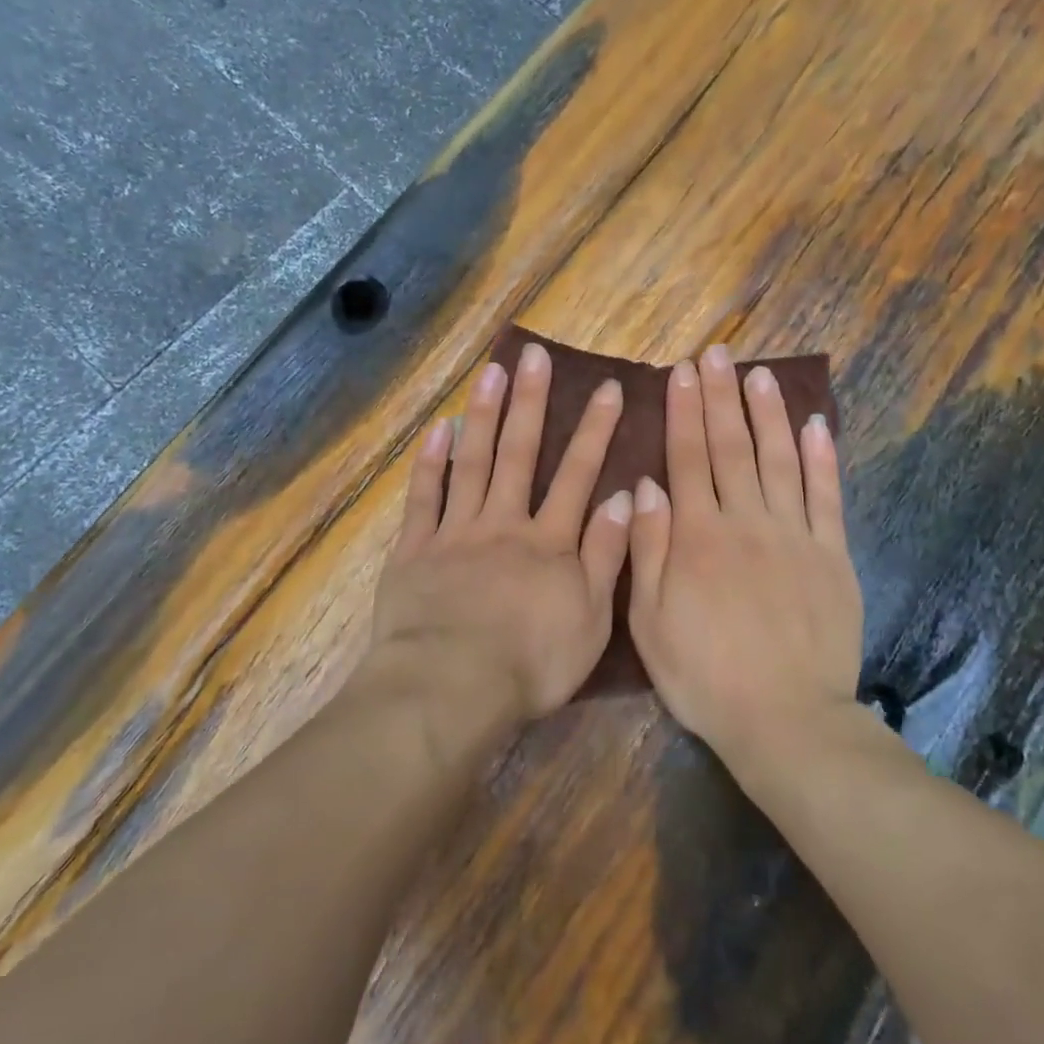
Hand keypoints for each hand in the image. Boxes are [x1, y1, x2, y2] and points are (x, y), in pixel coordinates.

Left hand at [374, 342, 632, 720]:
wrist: (451, 687)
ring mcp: (456, 532)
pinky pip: (424, 497)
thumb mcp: (591, 618)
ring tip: (490, 371)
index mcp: (549, 542)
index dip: (595, 430)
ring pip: (472, 462)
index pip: (577, 475)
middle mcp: (504, 523)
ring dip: (483, 415)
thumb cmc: (530, 663)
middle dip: (530, 402)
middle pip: (519, 454)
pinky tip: (437, 429)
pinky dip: (430, 462)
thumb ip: (608, 555)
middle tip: (534, 356)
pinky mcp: (416, 549)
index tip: (608, 388)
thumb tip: (627, 497)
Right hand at [626, 345, 863, 758]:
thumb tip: (644, 485)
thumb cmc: (704, 675)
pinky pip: (827, 496)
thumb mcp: (649, 621)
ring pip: (780, 458)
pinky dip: (822, 457)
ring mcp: (794, 535)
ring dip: (769, 412)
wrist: (786, 721)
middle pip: (732, 446)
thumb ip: (646, 549)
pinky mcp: (832, 555)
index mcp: (698, 536)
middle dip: (722, 396)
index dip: (684, 410)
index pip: (687, 457)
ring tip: (761, 374)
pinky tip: (816, 424)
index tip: (683, 371)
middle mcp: (746, 521)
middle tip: (718, 354)